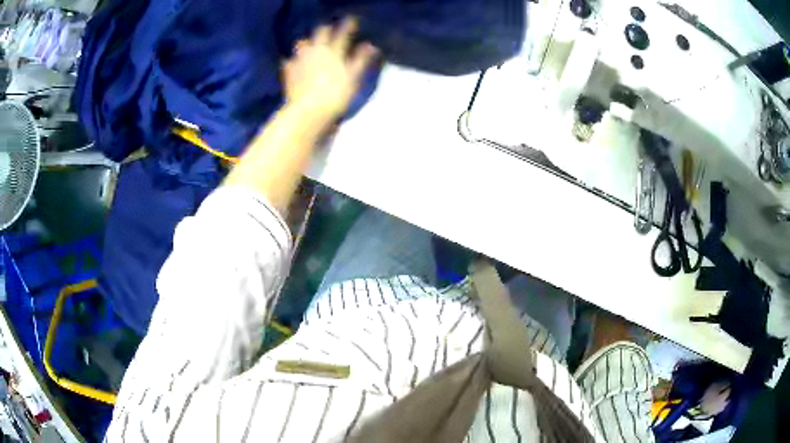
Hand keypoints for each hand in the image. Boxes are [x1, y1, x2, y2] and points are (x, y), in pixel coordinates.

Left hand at [283, 18, 377, 119]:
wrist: (308, 111)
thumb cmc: (335, 95)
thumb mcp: (353, 78)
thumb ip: (360, 60)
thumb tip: (370, 45)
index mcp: (333, 51)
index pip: (342, 33)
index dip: (348, 25)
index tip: (352, 20)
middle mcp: (315, 51)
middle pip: (320, 33)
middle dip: (326, 29)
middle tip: (330, 30)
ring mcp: (300, 60)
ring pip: (302, 43)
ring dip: (307, 42)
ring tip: (310, 44)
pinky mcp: (288, 72)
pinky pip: (289, 61)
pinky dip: (292, 60)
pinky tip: (293, 62)